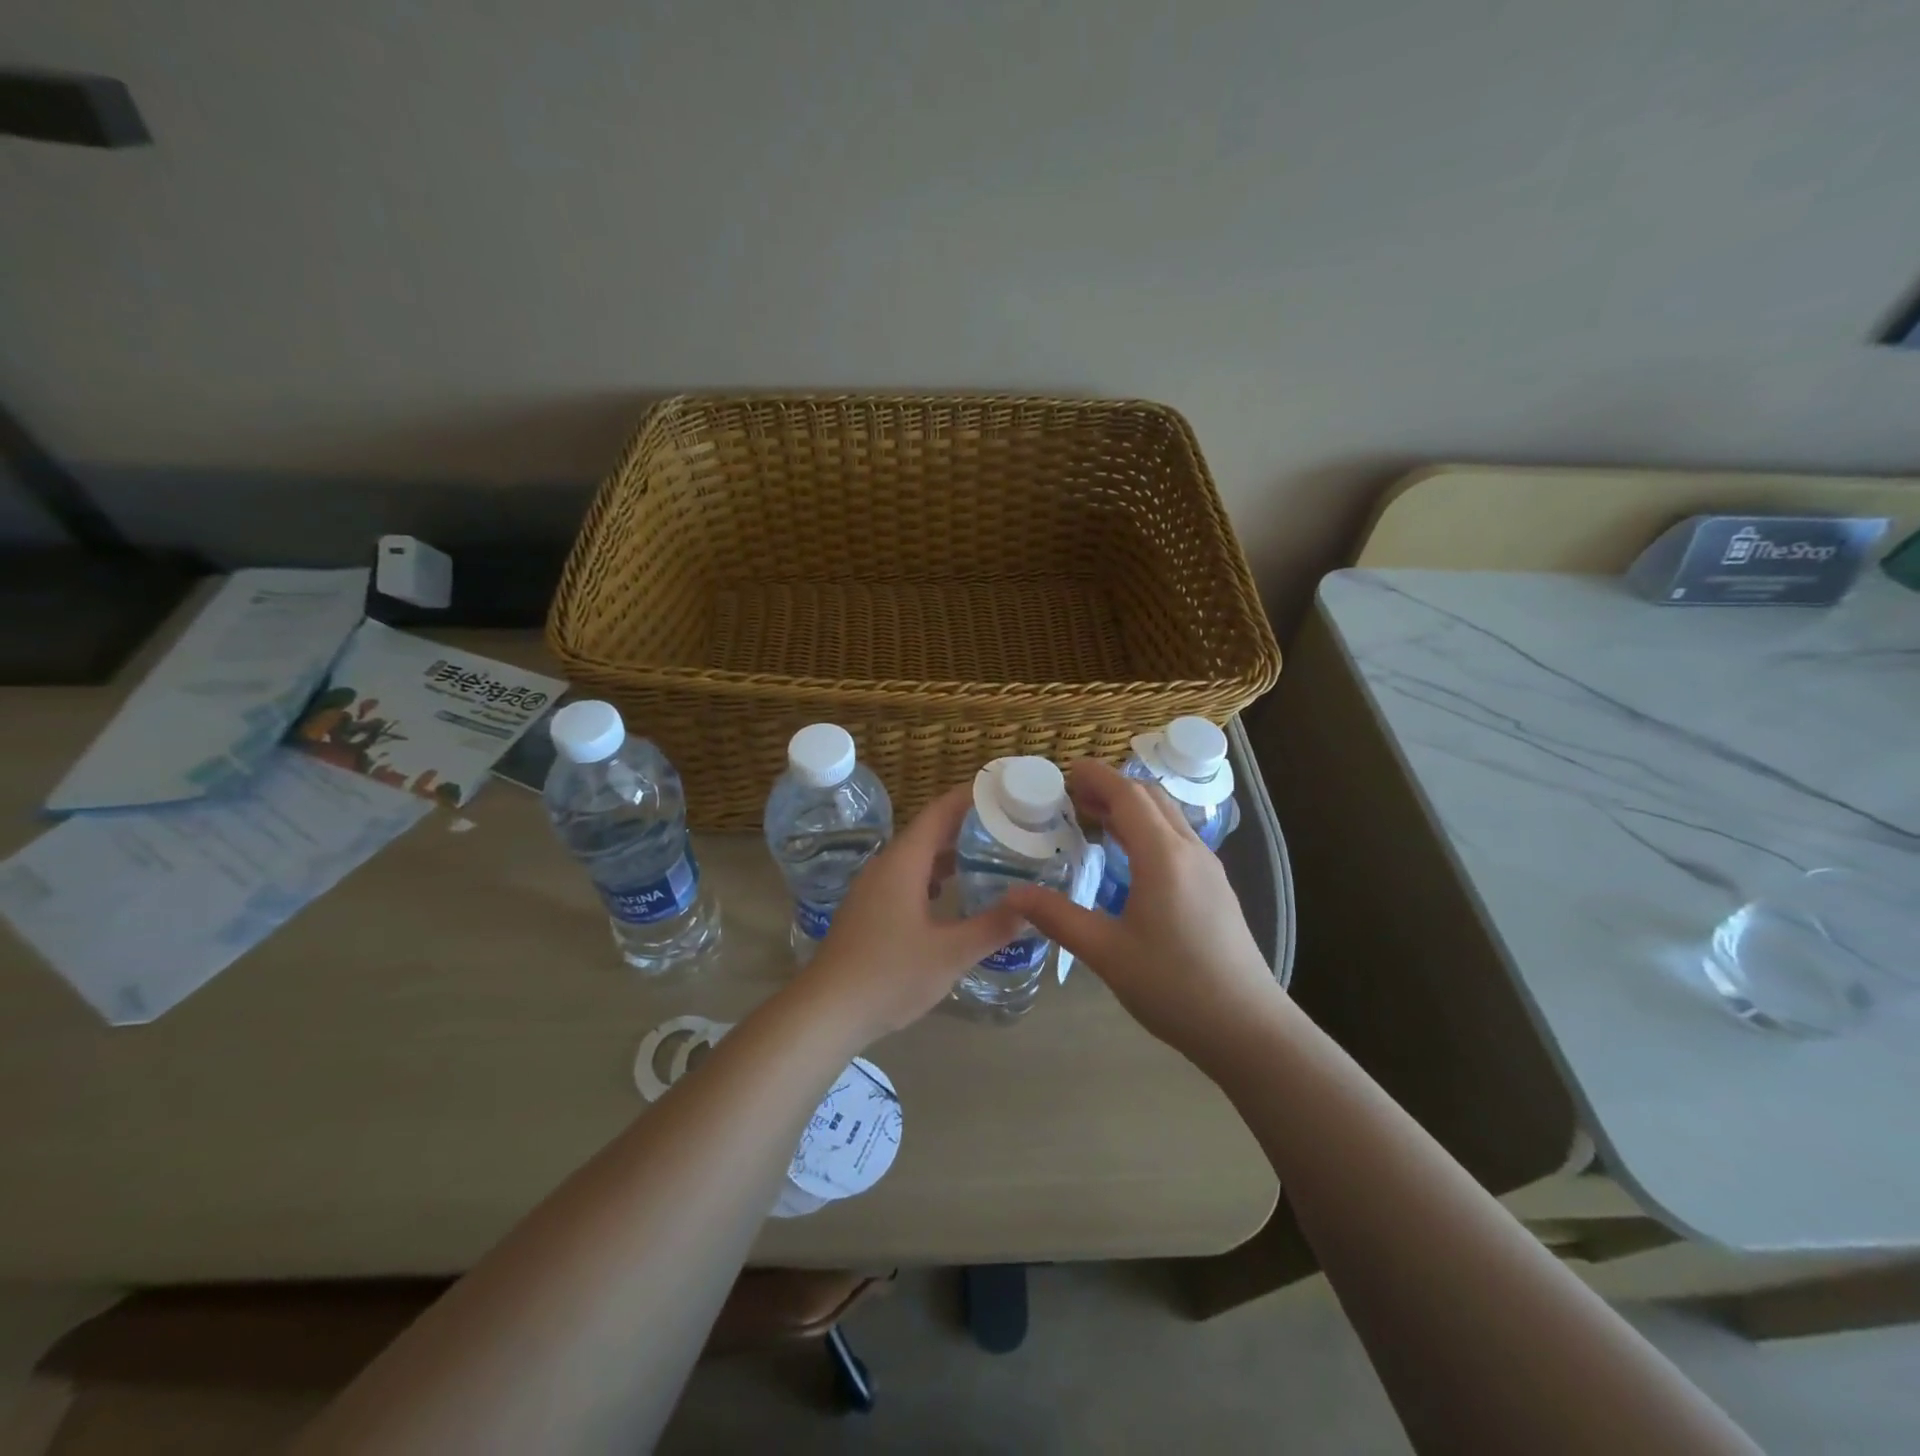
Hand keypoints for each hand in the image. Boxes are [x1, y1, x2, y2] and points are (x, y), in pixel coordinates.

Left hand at [797, 784, 1026, 1044]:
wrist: (826, 1010)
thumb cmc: (889, 975)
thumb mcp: (950, 953)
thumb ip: (992, 927)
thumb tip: (1030, 906)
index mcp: (904, 863)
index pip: (940, 812)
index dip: (970, 796)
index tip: (1003, 789)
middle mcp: (886, 865)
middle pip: (929, 831)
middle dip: (967, 824)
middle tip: (1008, 824)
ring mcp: (873, 888)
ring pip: (917, 856)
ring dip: (950, 852)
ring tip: (989, 854)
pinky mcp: (868, 909)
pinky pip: (906, 877)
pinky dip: (934, 875)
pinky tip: (953, 893)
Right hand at [1005, 759, 1280, 1062]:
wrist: (1247, 1028)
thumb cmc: (1174, 986)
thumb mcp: (1106, 953)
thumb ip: (1058, 917)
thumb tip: (1014, 894)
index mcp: (1162, 856)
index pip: (1127, 795)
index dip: (1096, 777)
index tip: (1066, 771)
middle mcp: (1189, 850)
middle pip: (1150, 798)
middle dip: (1112, 788)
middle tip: (1073, 797)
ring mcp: (1208, 869)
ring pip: (1168, 818)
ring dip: (1132, 809)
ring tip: (1095, 820)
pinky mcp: (1216, 889)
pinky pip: (1178, 840)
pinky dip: (1148, 830)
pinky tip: (1129, 859)